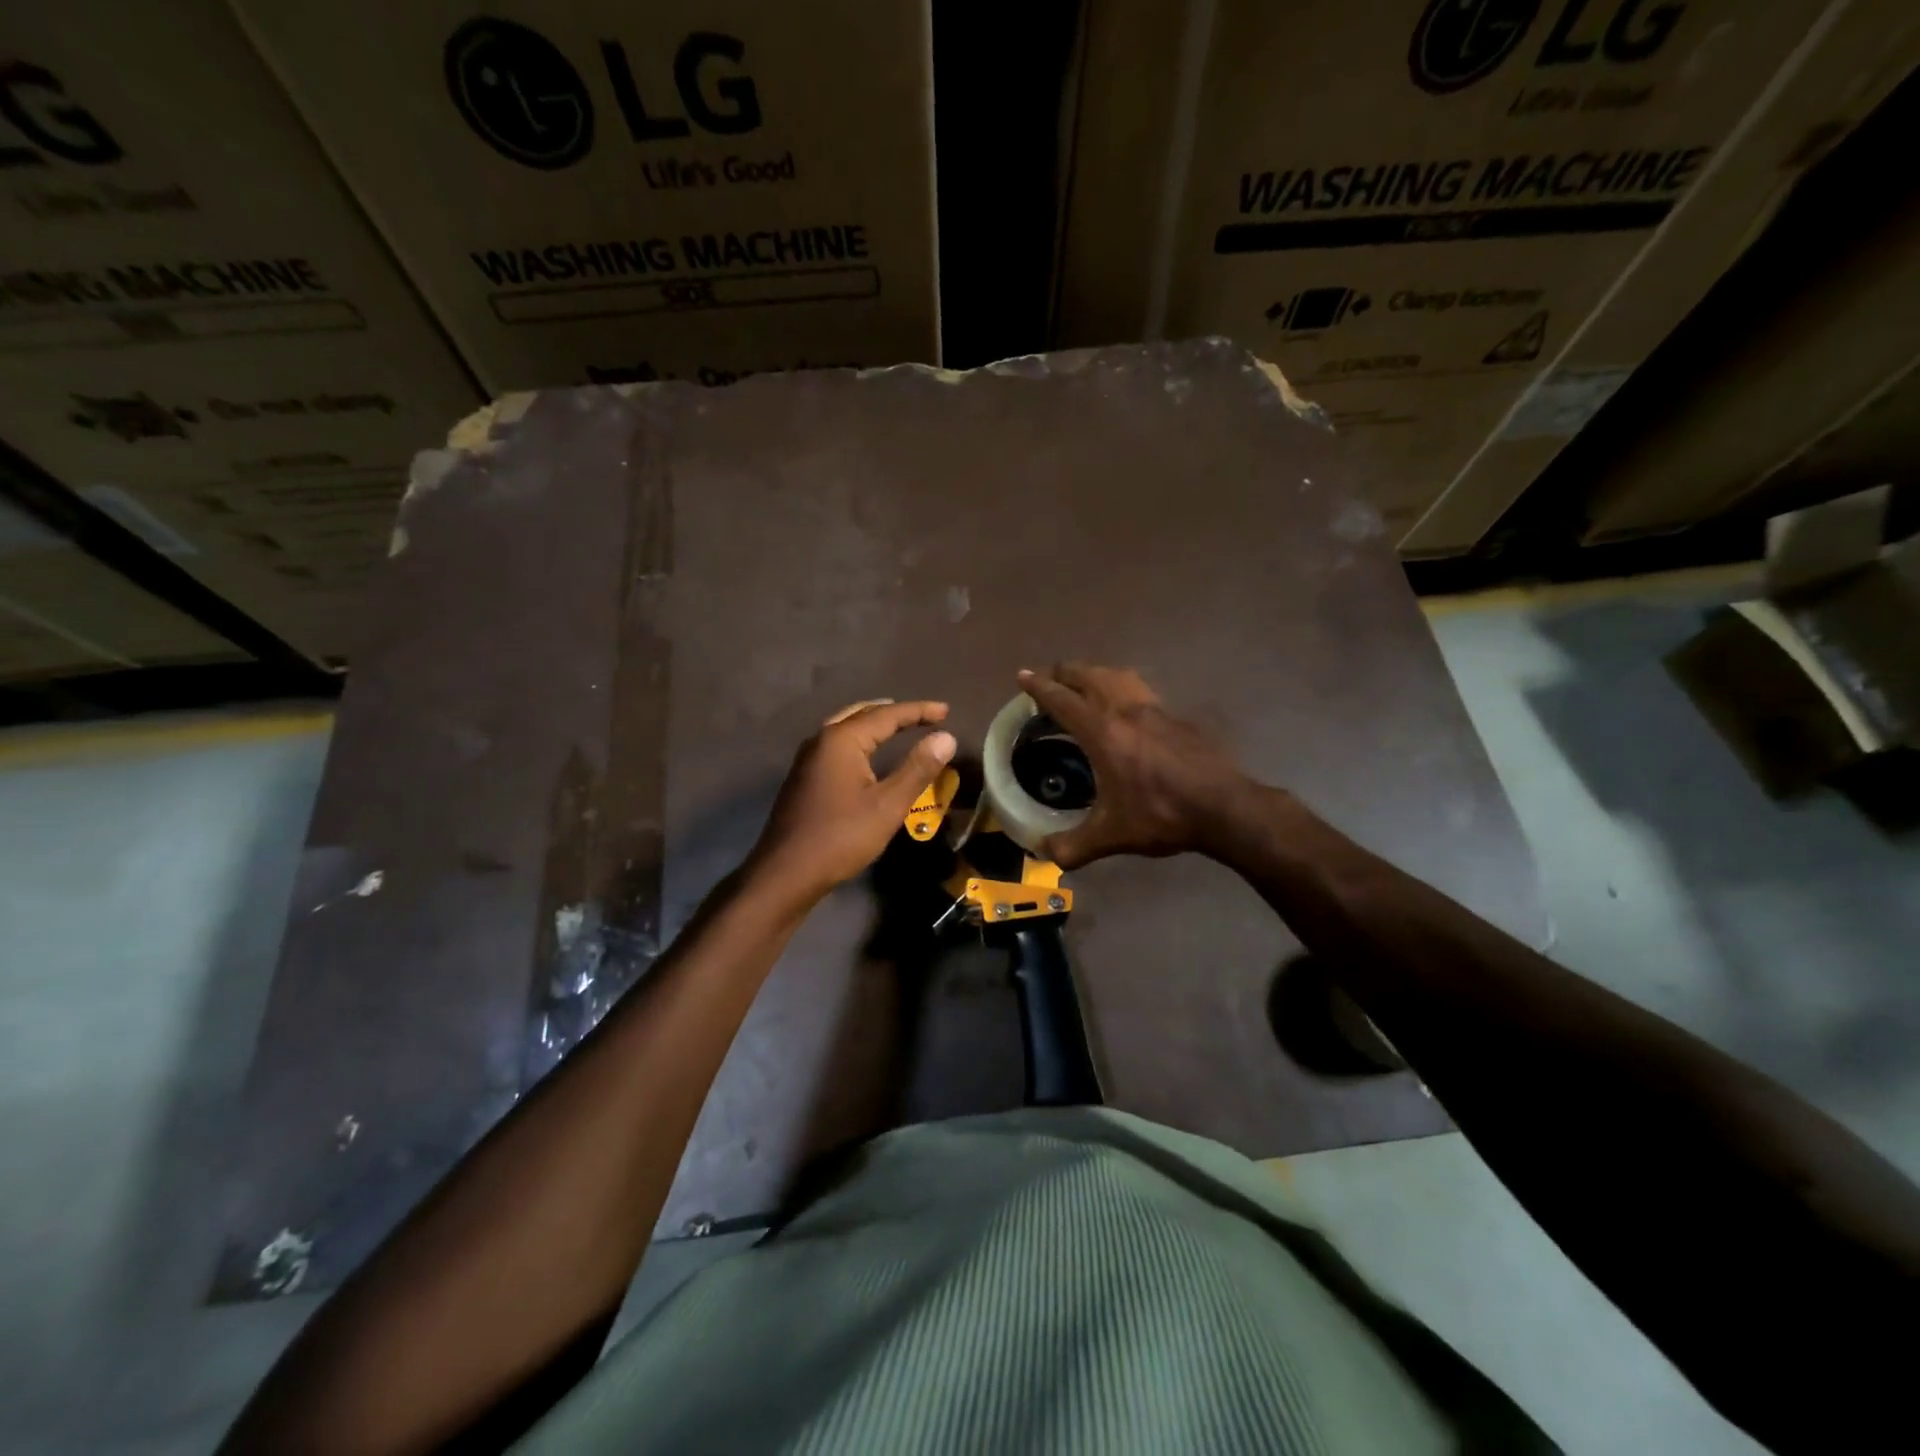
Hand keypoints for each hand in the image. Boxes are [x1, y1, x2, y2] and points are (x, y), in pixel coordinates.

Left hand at [748, 699, 956, 904]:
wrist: (786, 873)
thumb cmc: (841, 837)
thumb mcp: (888, 805)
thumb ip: (917, 769)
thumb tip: (945, 738)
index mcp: (841, 740)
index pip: (887, 715)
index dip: (919, 711)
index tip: (946, 711)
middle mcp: (821, 740)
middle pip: (863, 714)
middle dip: (895, 713)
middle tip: (924, 716)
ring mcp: (807, 759)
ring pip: (845, 727)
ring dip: (874, 723)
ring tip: (897, 726)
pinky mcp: (803, 778)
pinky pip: (836, 745)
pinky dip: (859, 740)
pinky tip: (867, 755)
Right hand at [1017, 664, 1250, 868]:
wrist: (1223, 807)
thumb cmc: (1160, 814)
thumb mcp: (1110, 836)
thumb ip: (1073, 846)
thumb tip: (1046, 853)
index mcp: (1102, 732)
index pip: (1062, 699)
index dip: (1039, 686)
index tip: (1023, 675)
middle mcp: (1125, 711)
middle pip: (1090, 676)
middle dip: (1066, 672)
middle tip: (1051, 678)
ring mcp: (1155, 710)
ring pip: (1119, 676)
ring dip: (1097, 674)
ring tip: (1087, 684)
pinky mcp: (1177, 719)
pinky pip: (1142, 691)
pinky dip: (1124, 688)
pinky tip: (1128, 709)